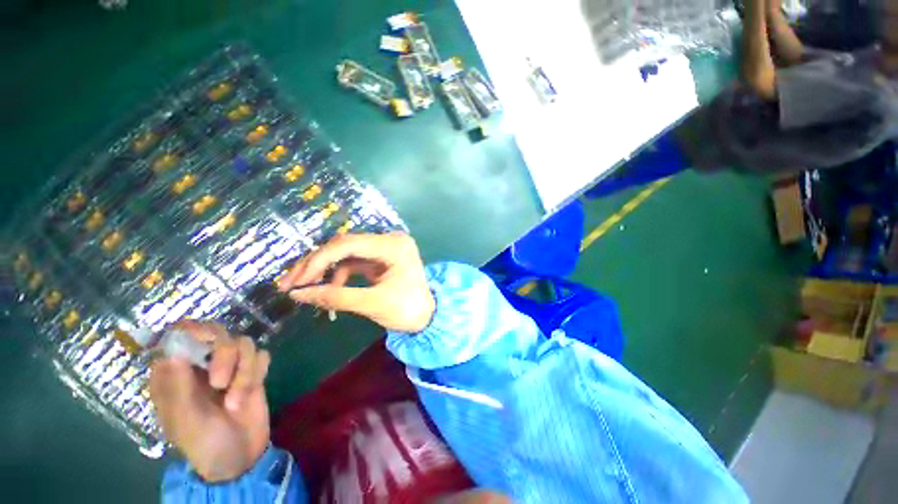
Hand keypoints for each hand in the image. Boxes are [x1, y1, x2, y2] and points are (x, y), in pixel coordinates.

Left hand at [149, 321, 270, 481]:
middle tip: (219, 383)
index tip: (206, 344)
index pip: (180, 334)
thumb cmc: (202, 442)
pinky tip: (250, 394)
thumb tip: (175, 348)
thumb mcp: (185, 418)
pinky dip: (257, 373)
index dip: (193, 332)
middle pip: (217, 332)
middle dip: (224, 355)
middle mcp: (202, 363)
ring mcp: (230, 366)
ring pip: (243, 343)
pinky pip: (262, 355)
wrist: (239, 456)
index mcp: (176, 372)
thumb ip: (178, 384)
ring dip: (243, 371)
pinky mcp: (253, 371)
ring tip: (236, 401)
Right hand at [277, 232, 434, 332]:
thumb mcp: (373, 304)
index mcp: (393, 246)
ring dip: (323, 269)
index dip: (318, 260)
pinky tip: (326, 290)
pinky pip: (352, 262)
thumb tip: (297, 294)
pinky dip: (337, 275)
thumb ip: (336, 297)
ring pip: (345, 253)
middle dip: (316, 264)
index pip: (348, 244)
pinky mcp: (380, 259)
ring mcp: (384, 248)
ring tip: (302, 288)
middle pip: (344, 245)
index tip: (296, 281)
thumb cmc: (408, 310)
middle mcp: (388, 240)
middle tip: (289, 284)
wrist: (428, 317)